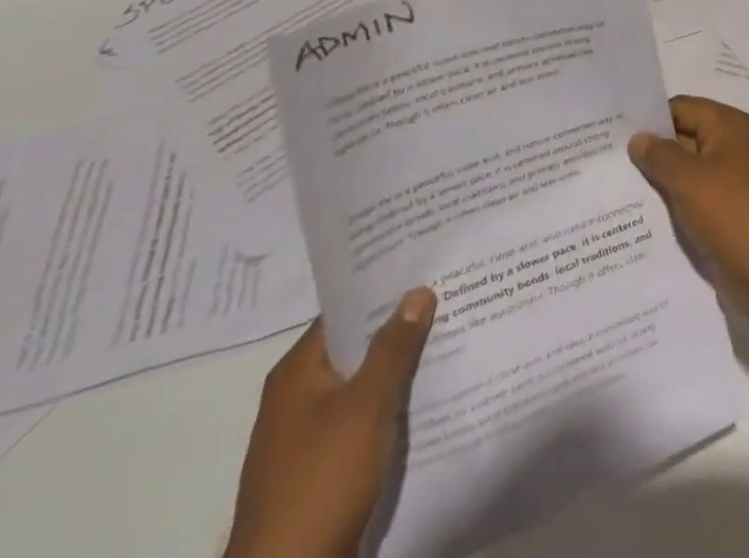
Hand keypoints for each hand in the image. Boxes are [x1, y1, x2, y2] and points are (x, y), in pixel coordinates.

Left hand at [224, 288, 436, 557]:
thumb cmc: (321, 481)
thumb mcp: (365, 406)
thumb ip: (393, 347)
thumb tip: (417, 290)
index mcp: (297, 374)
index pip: (344, 311)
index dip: (384, 288)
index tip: (427, 266)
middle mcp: (298, 397)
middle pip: (356, 345)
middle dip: (400, 324)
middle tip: (451, 293)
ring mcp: (309, 434)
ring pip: (364, 381)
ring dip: (400, 363)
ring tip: (451, 333)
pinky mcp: (325, 464)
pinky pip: (365, 414)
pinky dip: (393, 399)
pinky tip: (430, 390)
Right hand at [628, 96, 748, 328]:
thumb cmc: (733, 213)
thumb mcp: (690, 180)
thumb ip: (660, 156)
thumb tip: (638, 137)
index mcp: (728, 126)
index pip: (681, 108)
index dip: (649, 117)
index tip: (610, 130)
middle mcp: (729, 146)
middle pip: (682, 138)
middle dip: (648, 149)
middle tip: (602, 160)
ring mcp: (728, 180)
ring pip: (684, 171)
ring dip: (656, 179)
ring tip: (609, 187)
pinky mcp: (723, 211)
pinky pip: (690, 197)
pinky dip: (668, 202)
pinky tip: (634, 215)